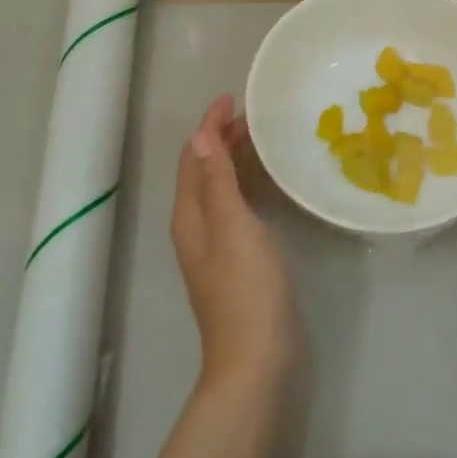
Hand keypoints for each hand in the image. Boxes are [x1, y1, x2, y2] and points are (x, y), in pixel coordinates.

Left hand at [171, 95, 303, 392]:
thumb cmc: (247, 288)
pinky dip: (244, 185)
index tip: (231, 98)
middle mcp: (196, 227)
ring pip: (219, 189)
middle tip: (251, 116)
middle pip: (203, 171)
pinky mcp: (236, 262)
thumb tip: (199, 135)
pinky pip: (234, 208)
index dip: (209, 126)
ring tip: (259, 140)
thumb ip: (217, 181)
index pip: (194, 158)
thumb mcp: (233, 226)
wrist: (257, 359)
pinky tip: (266, 187)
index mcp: (190, 215)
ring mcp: (215, 247)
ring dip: (233, 161)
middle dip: (220, 139)